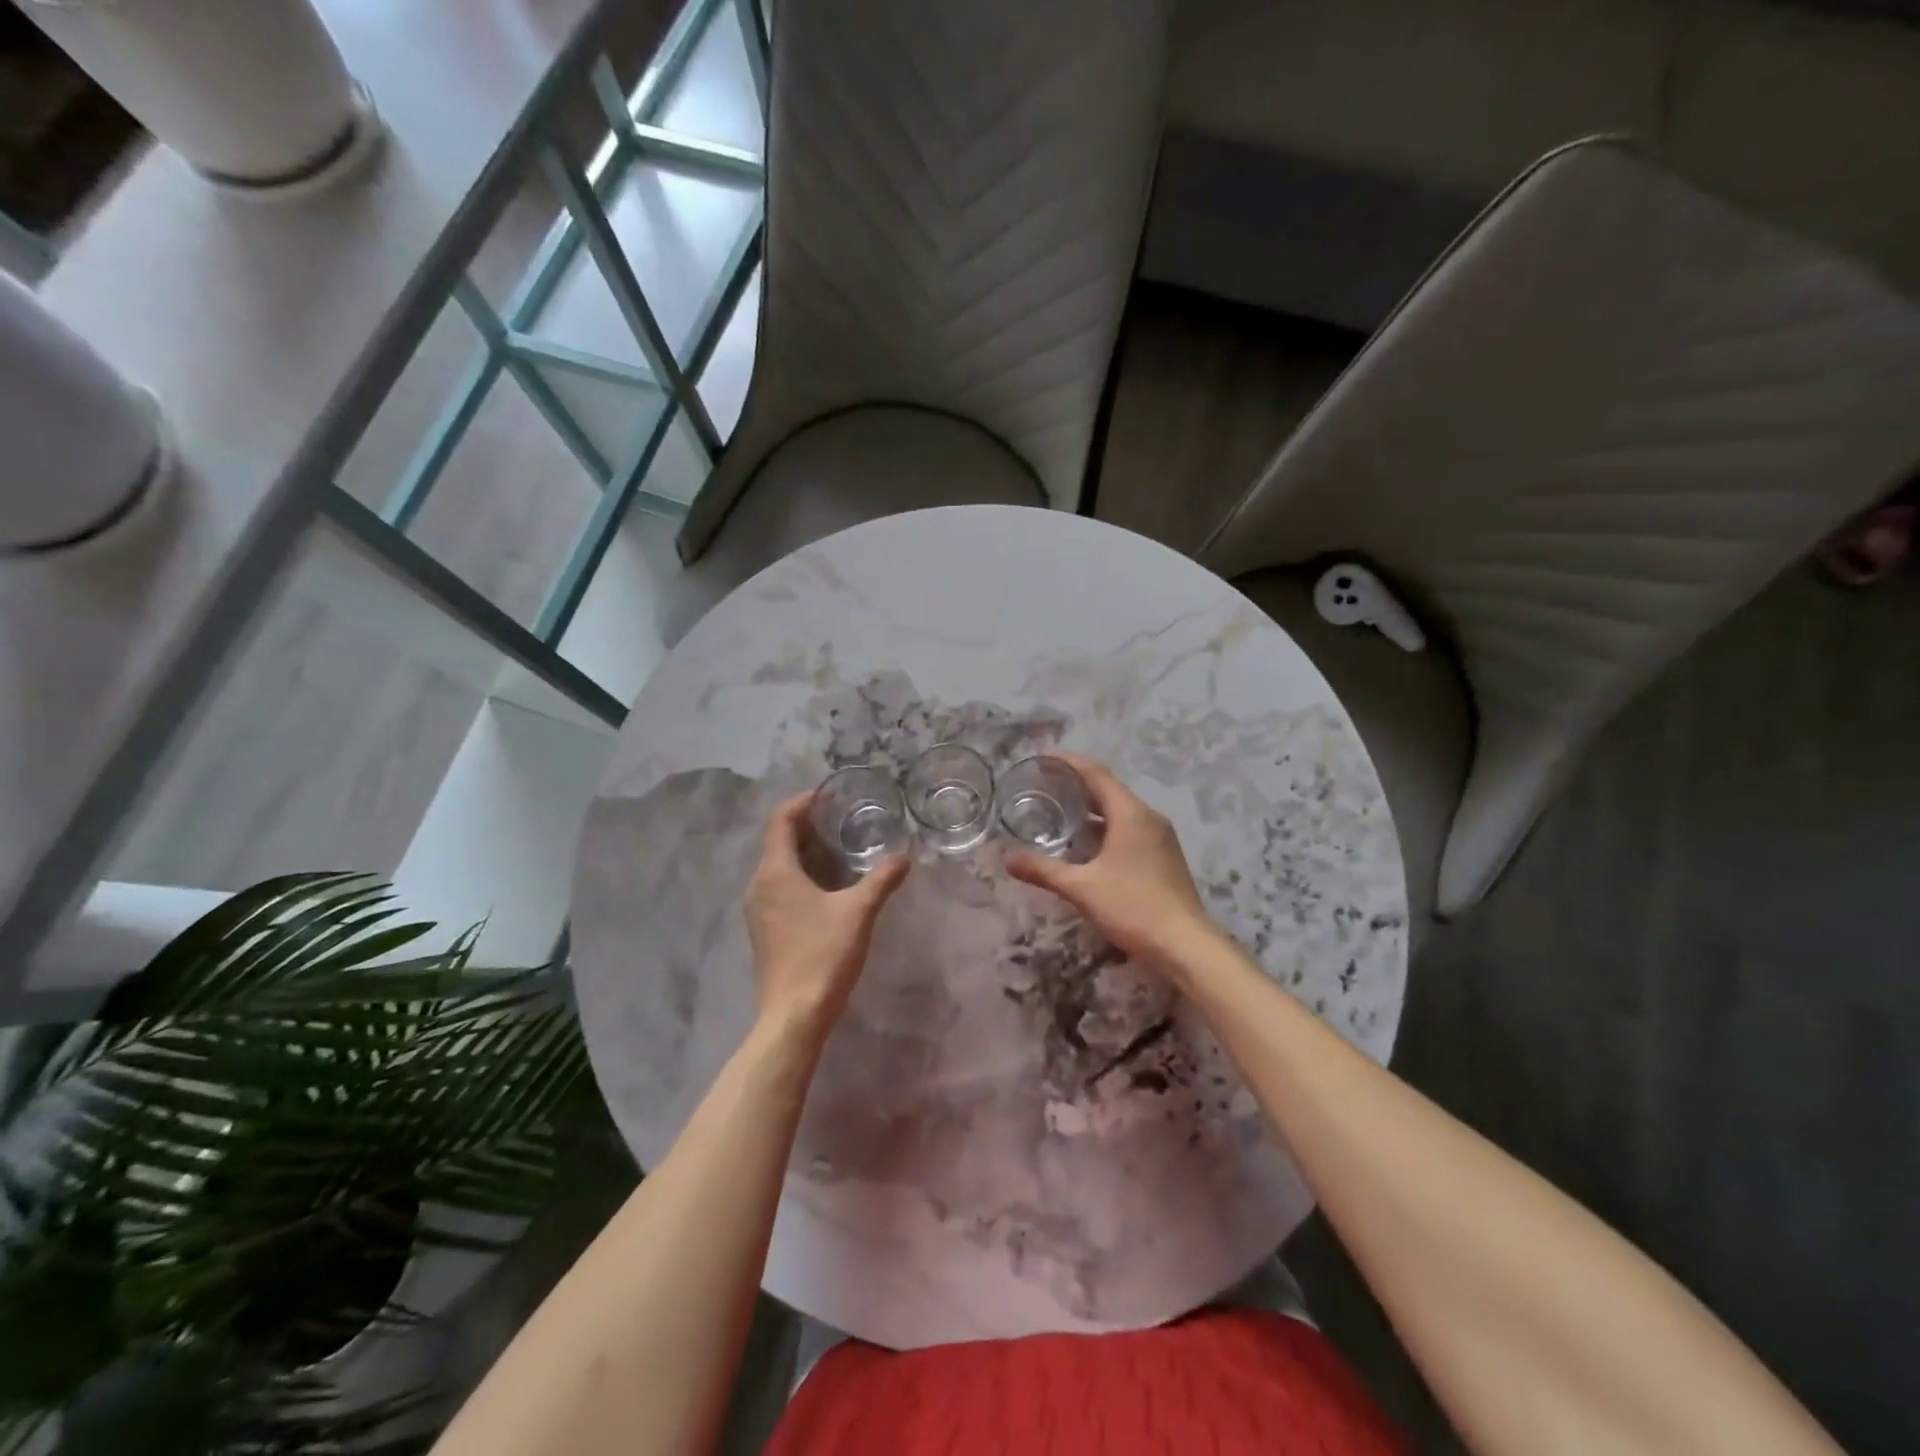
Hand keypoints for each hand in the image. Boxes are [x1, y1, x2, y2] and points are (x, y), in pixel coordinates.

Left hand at [744, 794, 909, 1042]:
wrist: (793, 1015)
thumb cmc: (823, 955)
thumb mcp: (858, 912)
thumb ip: (881, 880)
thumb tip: (904, 856)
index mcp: (775, 872)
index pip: (780, 822)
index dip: (801, 803)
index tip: (825, 794)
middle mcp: (759, 886)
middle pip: (777, 842)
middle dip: (806, 827)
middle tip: (839, 819)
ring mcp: (757, 911)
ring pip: (777, 867)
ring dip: (803, 853)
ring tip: (837, 849)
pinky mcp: (763, 931)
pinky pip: (778, 888)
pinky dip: (798, 876)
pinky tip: (825, 888)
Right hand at [1005, 754, 1222, 973]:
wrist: (1186, 945)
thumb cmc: (1133, 907)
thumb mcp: (1081, 888)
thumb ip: (1043, 870)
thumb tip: (1007, 858)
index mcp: (1130, 814)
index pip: (1096, 774)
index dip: (1069, 762)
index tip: (1044, 758)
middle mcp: (1148, 818)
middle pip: (1109, 790)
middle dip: (1077, 785)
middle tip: (1045, 785)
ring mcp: (1160, 838)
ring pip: (1121, 811)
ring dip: (1092, 809)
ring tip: (1061, 812)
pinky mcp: (1164, 857)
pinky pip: (1130, 829)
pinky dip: (1106, 827)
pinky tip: (1087, 845)